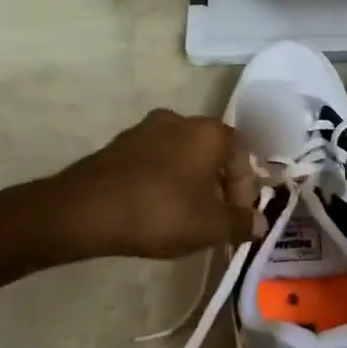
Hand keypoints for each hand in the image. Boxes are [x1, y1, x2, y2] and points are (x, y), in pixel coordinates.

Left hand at [53, 110, 259, 260]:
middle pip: (211, 154)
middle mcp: (179, 120)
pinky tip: (154, 210)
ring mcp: (144, 130)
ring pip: (181, 157)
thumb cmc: (161, 212)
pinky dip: (162, 183)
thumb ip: (241, 223)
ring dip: (190, 184)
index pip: (242, 156)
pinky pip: (153, 163)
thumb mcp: (211, 227)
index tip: (237, 220)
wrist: (87, 210)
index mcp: (208, 132)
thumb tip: (259, 222)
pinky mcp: (118, 146)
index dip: (245, 191)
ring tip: (185, 219)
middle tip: (215, 220)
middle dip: (218, 186)